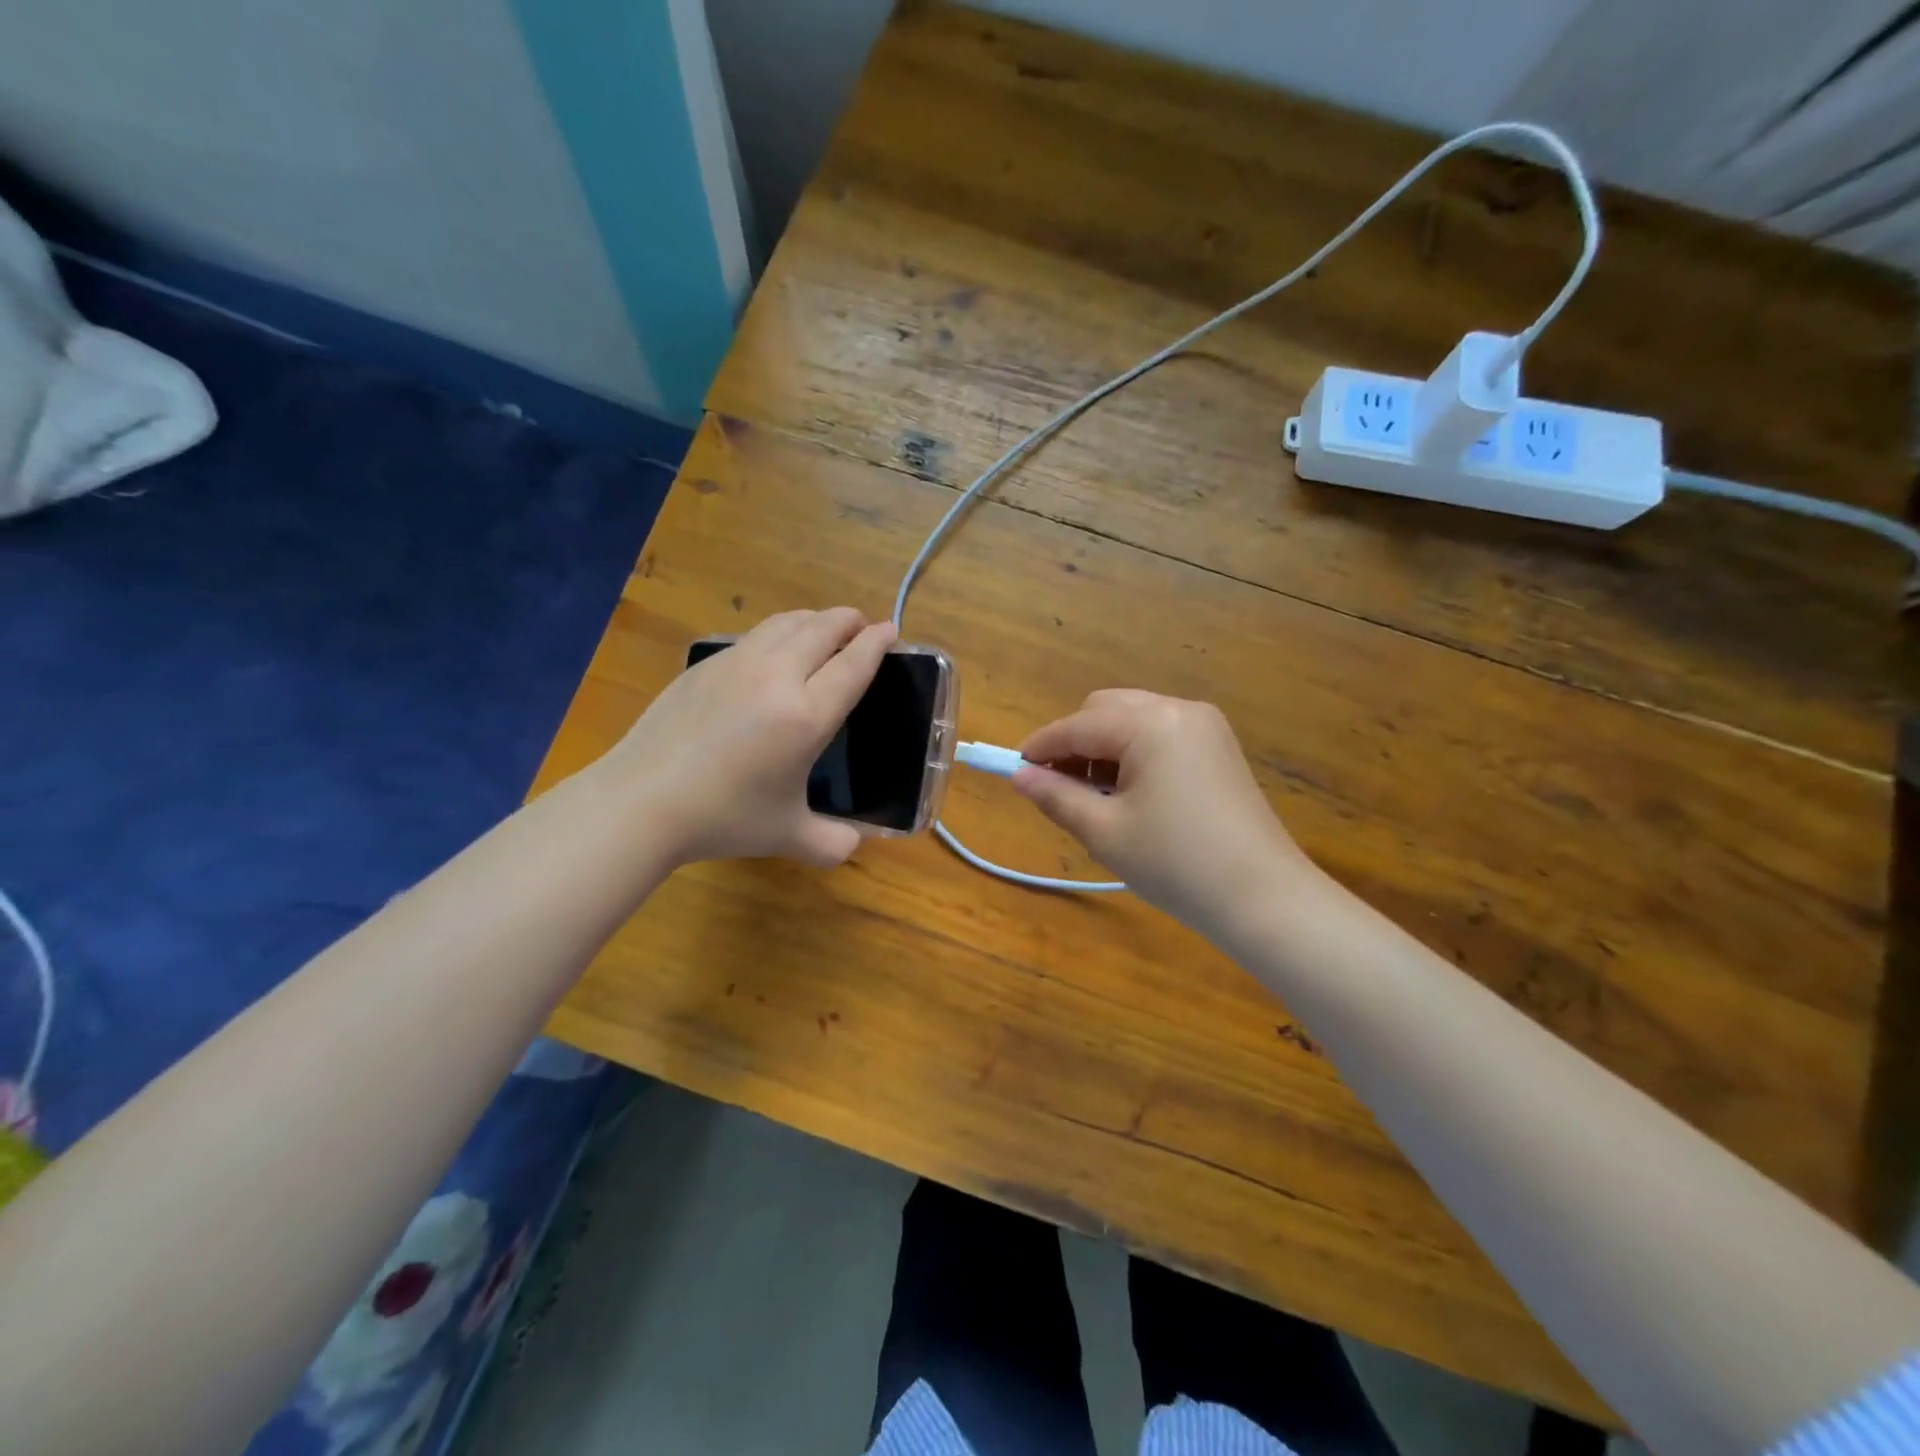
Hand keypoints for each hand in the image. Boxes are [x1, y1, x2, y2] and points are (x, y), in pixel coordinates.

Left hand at [612, 608, 896, 867]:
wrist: (642, 800)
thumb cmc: (723, 817)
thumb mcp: (787, 836)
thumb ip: (831, 843)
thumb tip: (855, 844)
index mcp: (806, 716)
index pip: (853, 664)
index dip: (876, 643)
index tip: (890, 630)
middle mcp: (776, 677)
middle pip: (822, 629)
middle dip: (848, 621)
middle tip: (861, 624)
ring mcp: (736, 664)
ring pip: (785, 623)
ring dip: (813, 619)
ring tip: (823, 627)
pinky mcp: (704, 665)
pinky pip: (753, 636)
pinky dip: (778, 632)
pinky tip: (773, 650)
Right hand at [1013, 690, 1313, 933]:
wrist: (1264, 898)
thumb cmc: (1176, 864)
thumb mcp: (1104, 831)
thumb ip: (1056, 796)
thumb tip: (1019, 776)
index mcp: (1150, 724)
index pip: (1077, 725)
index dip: (1040, 747)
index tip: (1014, 770)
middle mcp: (1179, 709)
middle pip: (1105, 710)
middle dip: (1074, 743)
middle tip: (1058, 788)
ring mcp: (1205, 726)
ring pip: (1132, 719)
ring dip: (1103, 748)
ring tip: (1095, 797)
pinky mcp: (1219, 747)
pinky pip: (1159, 734)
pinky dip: (1133, 754)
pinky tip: (1130, 793)